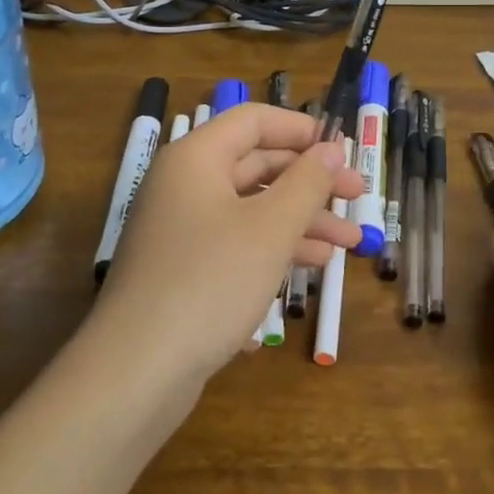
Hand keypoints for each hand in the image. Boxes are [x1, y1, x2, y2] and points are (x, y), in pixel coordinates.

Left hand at [94, 104, 362, 385]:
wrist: (136, 372)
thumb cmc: (210, 282)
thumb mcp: (270, 229)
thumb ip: (307, 183)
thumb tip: (332, 148)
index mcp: (197, 159)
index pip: (254, 121)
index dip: (301, 130)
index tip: (343, 150)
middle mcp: (184, 185)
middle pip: (256, 166)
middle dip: (310, 183)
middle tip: (357, 199)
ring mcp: (180, 230)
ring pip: (250, 210)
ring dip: (300, 223)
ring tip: (348, 246)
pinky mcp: (181, 270)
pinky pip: (234, 245)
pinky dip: (271, 252)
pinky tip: (306, 275)